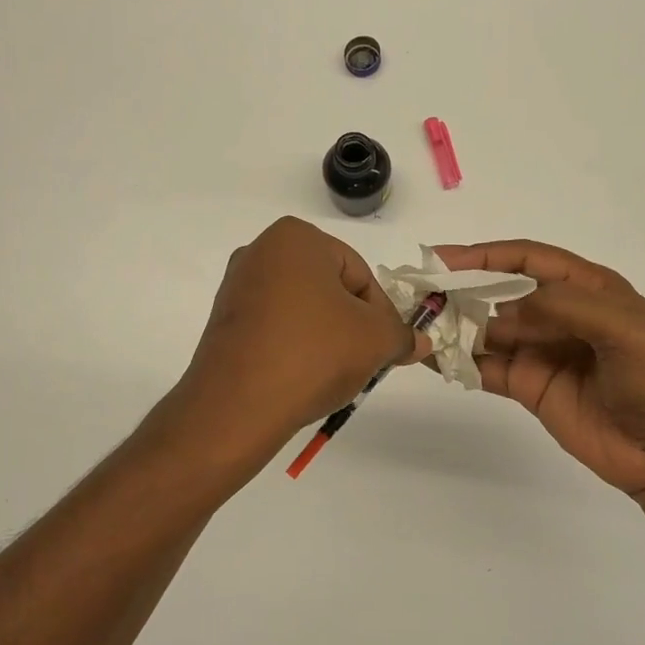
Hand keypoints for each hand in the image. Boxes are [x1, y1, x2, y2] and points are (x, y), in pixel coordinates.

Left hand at [163, 218, 428, 467]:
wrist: (236, 406)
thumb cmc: (313, 354)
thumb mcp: (375, 341)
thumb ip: (401, 335)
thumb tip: (420, 342)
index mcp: (296, 237)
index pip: (359, 273)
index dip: (381, 314)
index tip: (385, 347)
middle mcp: (260, 251)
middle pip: (330, 289)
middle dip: (352, 324)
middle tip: (363, 361)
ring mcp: (237, 286)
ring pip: (303, 310)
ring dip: (325, 337)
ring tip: (332, 374)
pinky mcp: (224, 321)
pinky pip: (275, 327)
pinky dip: (295, 347)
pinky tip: (301, 378)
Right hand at [433, 240, 644, 509]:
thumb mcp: (625, 329)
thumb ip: (566, 307)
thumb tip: (506, 311)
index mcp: (588, 289)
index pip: (528, 260)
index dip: (487, 255)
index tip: (445, 258)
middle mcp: (559, 315)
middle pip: (500, 293)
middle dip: (462, 289)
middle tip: (420, 293)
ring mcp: (542, 352)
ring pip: (488, 330)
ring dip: (455, 326)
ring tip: (418, 325)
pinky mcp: (530, 387)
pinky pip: (488, 368)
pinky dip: (460, 362)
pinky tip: (433, 358)